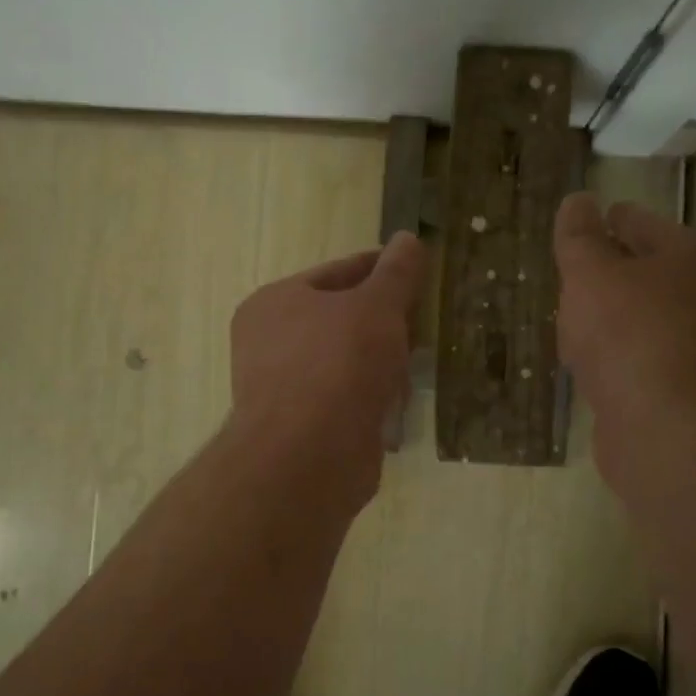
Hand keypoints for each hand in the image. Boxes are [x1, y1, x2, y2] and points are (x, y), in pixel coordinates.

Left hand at [227, 231, 425, 505]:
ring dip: (381, 361)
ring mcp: (285, 388)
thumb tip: (409, 239)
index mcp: (275, 303)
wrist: (309, 456)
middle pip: (340, 319)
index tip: (416, 268)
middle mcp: (270, 343)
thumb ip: (396, 273)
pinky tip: (399, 401)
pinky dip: (372, 397)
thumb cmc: (339, 364)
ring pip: (345, 361)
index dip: (379, 268)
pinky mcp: (303, 428)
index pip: (336, 273)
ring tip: (418, 358)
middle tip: (424, 317)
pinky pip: (346, 399)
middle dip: (385, 320)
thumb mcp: (377, 306)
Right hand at [554, 192, 695, 481]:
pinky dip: (618, 356)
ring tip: (572, 329)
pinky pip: (644, 357)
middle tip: (568, 283)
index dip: (604, 222)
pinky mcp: (691, 389)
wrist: (670, 434)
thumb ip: (579, 237)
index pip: (641, 223)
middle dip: (606, 276)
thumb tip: (578, 201)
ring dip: (610, 320)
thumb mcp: (591, 277)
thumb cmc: (629, 339)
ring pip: (645, 317)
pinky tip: (590, 368)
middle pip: (647, 271)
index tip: (577, 229)